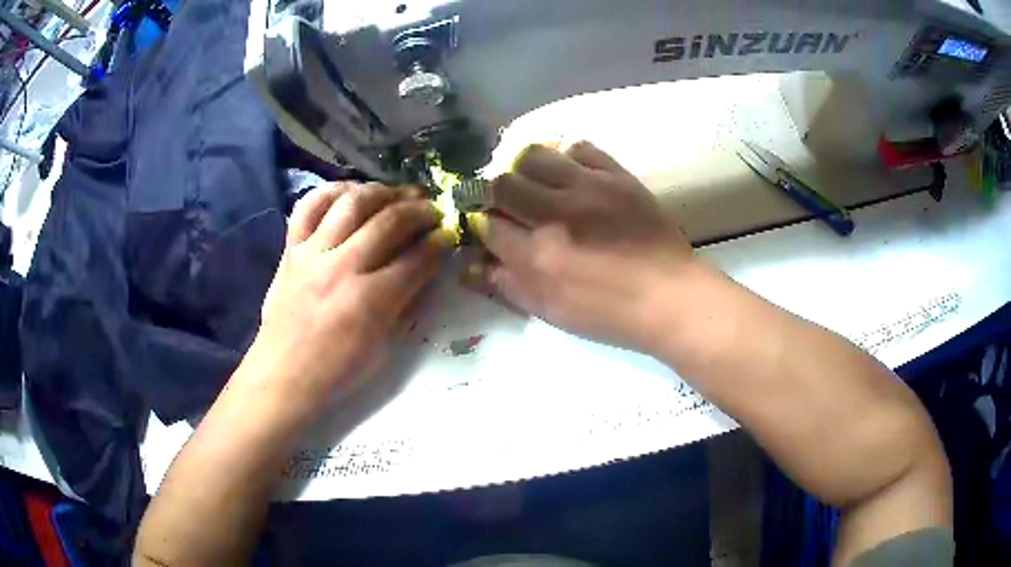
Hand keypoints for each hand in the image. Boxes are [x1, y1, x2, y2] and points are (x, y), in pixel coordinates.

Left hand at [243, 182, 452, 413]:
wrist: (284, 374)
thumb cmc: (337, 370)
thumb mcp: (383, 347)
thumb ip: (406, 304)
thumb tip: (426, 270)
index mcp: (370, 300)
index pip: (416, 259)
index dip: (439, 242)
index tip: (450, 233)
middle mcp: (342, 267)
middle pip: (389, 221)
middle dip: (420, 210)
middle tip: (433, 208)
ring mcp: (313, 253)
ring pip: (351, 203)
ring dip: (382, 192)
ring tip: (397, 195)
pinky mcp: (291, 249)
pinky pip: (308, 207)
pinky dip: (330, 192)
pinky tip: (350, 192)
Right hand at [478, 142, 699, 353]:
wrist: (669, 296)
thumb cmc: (609, 313)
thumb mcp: (550, 311)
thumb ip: (506, 284)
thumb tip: (470, 264)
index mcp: (537, 256)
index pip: (487, 225)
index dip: (482, 226)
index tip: (491, 229)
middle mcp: (556, 214)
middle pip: (502, 183)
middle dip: (496, 195)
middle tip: (510, 205)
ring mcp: (588, 188)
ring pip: (533, 155)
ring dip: (525, 169)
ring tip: (538, 184)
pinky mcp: (616, 175)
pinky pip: (579, 148)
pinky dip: (566, 157)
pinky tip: (571, 175)